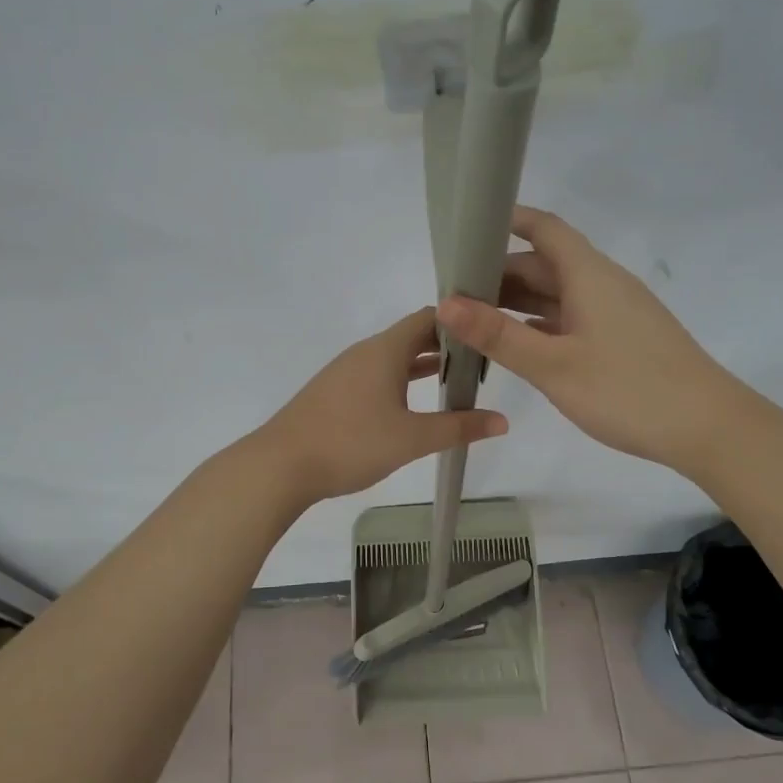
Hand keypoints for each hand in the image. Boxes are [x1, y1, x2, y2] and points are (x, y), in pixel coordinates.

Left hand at [259, 308, 508, 503]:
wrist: (280, 465)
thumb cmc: (350, 443)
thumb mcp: (412, 439)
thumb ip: (458, 427)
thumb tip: (503, 421)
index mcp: (385, 350)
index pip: (429, 317)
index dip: (460, 321)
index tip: (488, 333)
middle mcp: (365, 352)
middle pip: (412, 335)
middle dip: (447, 346)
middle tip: (482, 363)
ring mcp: (346, 371)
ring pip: (393, 357)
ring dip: (423, 365)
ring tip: (456, 382)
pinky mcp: (334, 391)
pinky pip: (377, 374)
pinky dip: (401, 380)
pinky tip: (413, 404)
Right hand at [436, 206, 736, 477]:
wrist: (709, 429)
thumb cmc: (628, 390)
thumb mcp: (554, 365)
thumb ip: (498, 334)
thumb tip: (445, 303)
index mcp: (589, 275)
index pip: (544, 228)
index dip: (507, 220)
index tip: (467, 228)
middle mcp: (602, 284)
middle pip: (545, 263)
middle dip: (499, 272)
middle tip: (453, 292)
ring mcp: (615, 312)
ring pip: (557, 293)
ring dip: (517, 301)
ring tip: (472, 318)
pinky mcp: (622, 339)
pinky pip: (571, 318)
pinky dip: (540, 323)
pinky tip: (516, 344)